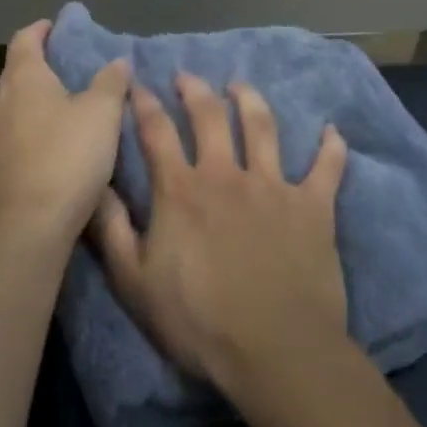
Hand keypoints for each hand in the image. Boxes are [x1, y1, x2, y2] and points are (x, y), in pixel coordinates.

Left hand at [0, 20, 131, 254]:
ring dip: (33, 104)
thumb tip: (117, 60)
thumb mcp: (103, 114)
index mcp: (23, 79)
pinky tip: (51, 149)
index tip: (55, 26)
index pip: (25, 40)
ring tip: (62, 110)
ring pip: (12, 109)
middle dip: (40, 68)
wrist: (27, 229)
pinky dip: (30, 133)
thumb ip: (111, 82)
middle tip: (69, 71)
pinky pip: (11, 139)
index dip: (40, 30)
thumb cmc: (67, 157)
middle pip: (16, 74)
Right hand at [90, 74, 349, 399]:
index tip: (139, 85)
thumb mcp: (134, 283)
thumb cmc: (198, 321)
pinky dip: (330, 147)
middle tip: (188, 77)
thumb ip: (111, 230)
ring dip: (251, 100)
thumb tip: (95, 184)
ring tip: (241, 86)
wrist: (274, 349)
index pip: (157, 132)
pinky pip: (326, 167)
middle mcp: (226, 174)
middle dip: (195, 91)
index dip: (145, 104)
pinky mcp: (313, 205)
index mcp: (182, 190)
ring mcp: (273, 186)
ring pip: (262, 127)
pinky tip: (331, 131)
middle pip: (210, 117)